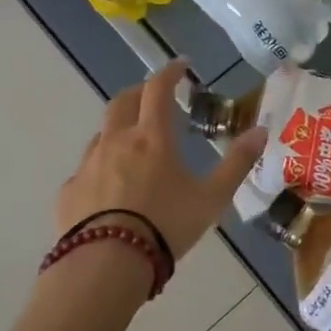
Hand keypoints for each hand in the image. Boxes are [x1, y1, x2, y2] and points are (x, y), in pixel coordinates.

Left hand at [58, 59, 267, 260]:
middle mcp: (117, 141)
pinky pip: (86, 170)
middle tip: (154, 97)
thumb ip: (237, 162)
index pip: (158, 89)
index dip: (170, 72)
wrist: (106, 265)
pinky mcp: (69, 192)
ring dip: (119, 129)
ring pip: (102, 134)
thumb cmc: (166, 225)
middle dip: (139, 92)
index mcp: (152, 137)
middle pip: (123, 101)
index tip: (181, 66)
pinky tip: (110, 189)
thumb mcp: (213, 198)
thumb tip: (261, 131)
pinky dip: (101, 168)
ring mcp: (88, 165)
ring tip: (133, 145)